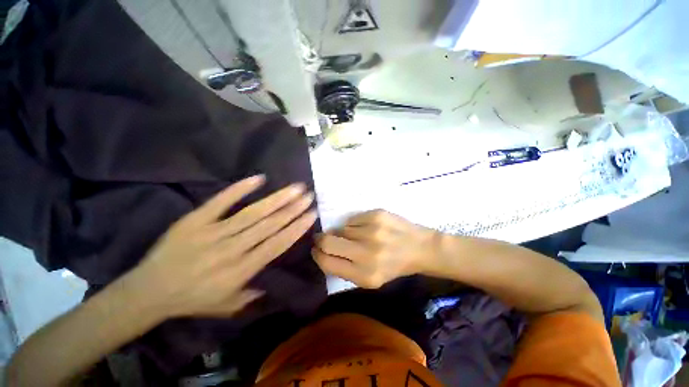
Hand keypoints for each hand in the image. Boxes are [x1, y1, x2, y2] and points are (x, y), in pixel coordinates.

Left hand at [123, 175, 316, 318]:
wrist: (158, 287)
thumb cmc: (192, 300)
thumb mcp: (225, 308)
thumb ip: (248, 297)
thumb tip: (264, 285)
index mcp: (241, 271)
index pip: (274, 246)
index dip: (294, 229)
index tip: (310, 215)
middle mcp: (232, 248)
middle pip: (267, 226)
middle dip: (290, 209)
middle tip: (307, 194)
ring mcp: (214, 231)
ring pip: (250, 213)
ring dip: (274, 200)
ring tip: (293, 189)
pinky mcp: (197, 219)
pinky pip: (220, 201)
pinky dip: (238, 189)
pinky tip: (257, 179)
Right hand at [313, 210, 437, 287]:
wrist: (420, 249)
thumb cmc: (392, 267)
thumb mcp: (369, 280)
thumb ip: (344, 270)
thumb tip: (321, 252)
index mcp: (363, 275)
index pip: (326, 262)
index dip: (317, 254)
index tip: (317, 250)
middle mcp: (367, 254)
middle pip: (326, 241)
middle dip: (321, 240)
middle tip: (325, 240)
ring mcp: (372, 232)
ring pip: (340, 229)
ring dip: (344, 234)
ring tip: (358, 238)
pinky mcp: (377, 215)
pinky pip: (352, 219)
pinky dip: (355, 225)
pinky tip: (368, 229)